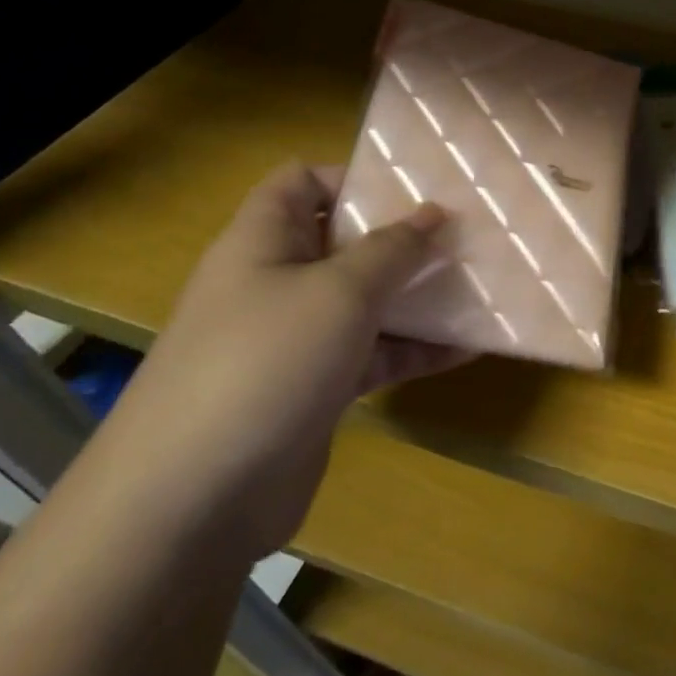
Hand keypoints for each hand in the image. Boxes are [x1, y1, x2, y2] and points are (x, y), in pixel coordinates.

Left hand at [89, 163, 460, 560]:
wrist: (194, 502)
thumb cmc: (265, 363)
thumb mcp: (339, 292)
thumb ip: (393, 249)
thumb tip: (434, 212)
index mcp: (263, 242)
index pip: (302, 182)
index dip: (355, 174)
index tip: (418, 185)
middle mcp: (277, 283)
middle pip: (345, 241)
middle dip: (405, 237)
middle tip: (468, 233)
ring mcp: (296, 339)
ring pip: (366, 301)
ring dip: (419, 294)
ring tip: (482, 284)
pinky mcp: (316, 388)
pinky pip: (374, 353)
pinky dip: (416, 348)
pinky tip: (470, 346)